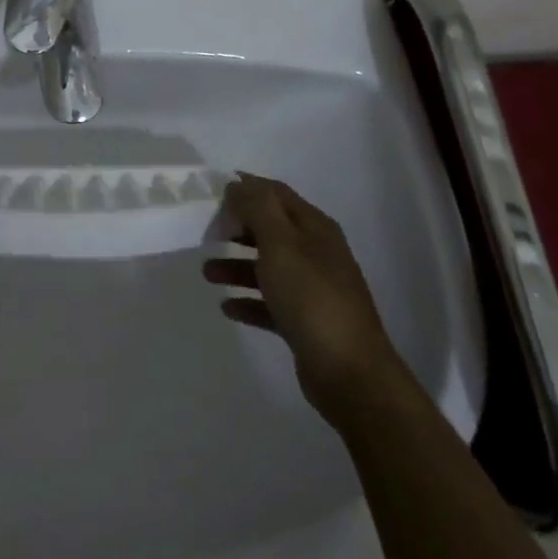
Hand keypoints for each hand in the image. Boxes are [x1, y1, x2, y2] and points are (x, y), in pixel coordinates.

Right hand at [204, 173, 407, 425]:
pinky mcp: (307, 322)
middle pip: (270, 229)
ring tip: (207, 274)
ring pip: (268, 267)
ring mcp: (314, 289)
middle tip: (207, 234)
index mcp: (314, 228)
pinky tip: (228, 307)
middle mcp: (317, 253)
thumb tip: (238, 185)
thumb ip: (257, 208)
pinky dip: (248, 301)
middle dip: (237, 228)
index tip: (211, 195)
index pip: (276, 193)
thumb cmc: (311, 298)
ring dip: (237, 266)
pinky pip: (271, 303)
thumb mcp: (280, 243)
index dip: (245, 188)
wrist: (350, 373)